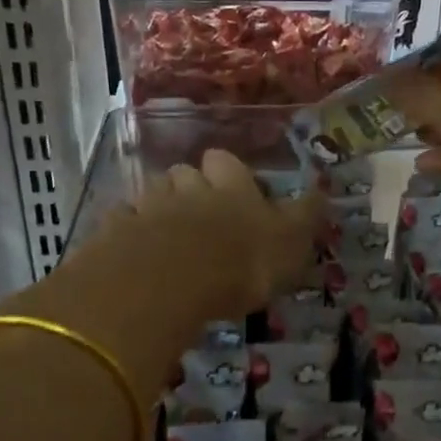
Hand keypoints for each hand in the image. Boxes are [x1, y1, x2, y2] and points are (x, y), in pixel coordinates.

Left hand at [124, 148, 323, 316]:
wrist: (171, 280)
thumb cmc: (243, 260)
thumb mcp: (291, 241)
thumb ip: (305, 216)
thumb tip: (322, 191)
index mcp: (231, 186)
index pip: (225, 161)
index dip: (226, 171)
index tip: (231, 188)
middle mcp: (189, 187)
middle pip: (184, 173)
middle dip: (189, 187)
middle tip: (198, 214)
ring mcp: (149, 205)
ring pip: (152, 193)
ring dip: (158, 207)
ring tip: (166, 234)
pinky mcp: (117, 230)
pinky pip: (122, 222)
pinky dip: (128, 232)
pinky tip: (134, 250)